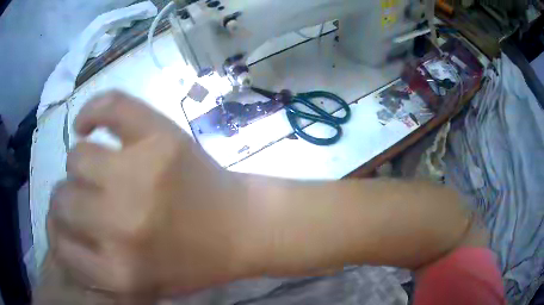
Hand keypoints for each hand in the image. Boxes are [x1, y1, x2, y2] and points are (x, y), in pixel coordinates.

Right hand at [48, 91, 255, 298]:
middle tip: (83, 199)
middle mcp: (121, 225)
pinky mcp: (160, 137)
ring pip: (76, 157)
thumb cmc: (195, 263)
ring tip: (98, 170)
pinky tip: (89, 125)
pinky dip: (93, 111)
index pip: (61, 249)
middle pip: (62, 199)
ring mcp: (140, 173)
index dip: (60, 237)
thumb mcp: (143, 288)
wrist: (242, 228)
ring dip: (80, 166)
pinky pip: (110, 106)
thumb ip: (98, 274)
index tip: (67, 230)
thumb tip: (60, 243)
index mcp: (121, 272)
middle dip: (68, 200)